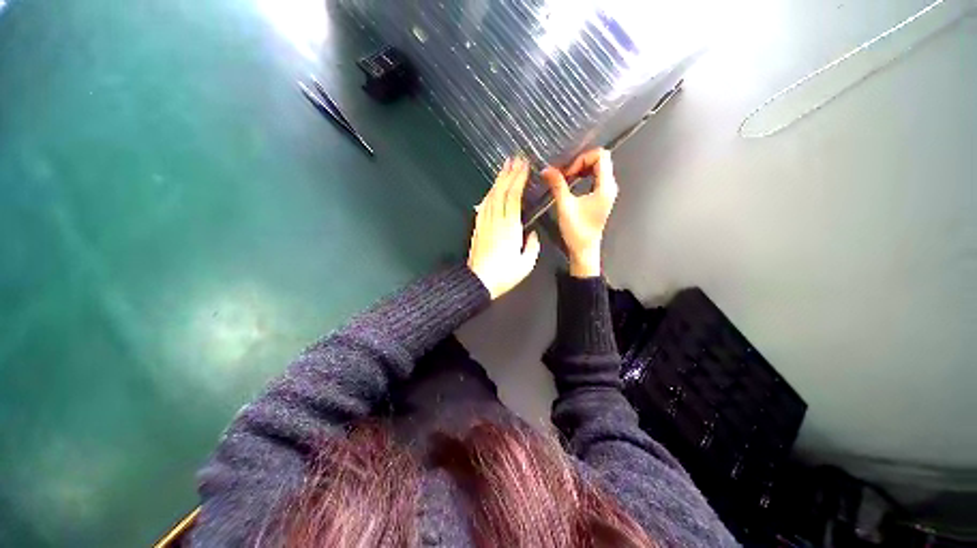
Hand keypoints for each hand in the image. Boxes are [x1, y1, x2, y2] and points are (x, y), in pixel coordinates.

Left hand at [467, 157, 540, 298]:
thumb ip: (532, 247)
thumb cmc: (504, 275)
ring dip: (498, 181)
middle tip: (514, 159)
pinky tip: (491, 190)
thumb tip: (532, 234)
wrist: (479, 282)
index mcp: (509, 228)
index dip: (517, 180)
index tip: (523, 167)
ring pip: (491, 197)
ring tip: (504, 168)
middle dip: (508, 174)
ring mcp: (485, 224)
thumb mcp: (525, 264)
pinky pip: (483, 207)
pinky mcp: (478, 228)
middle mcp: (496, 221)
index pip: (513, 197)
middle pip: (501, 192)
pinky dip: (488, 195)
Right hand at [541, 149, 617, 277]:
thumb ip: (557, 185)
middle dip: (580, 162)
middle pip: (600, 160)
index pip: (601, 156)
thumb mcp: (565, 206)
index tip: (568, 172)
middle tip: (565, 174)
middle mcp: (609, 187)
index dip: (582, 159)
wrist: (584, 249)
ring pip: (598, 168)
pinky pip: (595, 177)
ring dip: (581, 169)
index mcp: (605, 187)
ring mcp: (606, 192)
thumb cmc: (577, 231)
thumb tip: (547, 170)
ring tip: (566, 178)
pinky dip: (583, 176)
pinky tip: (571, 184)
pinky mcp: (601, 197)